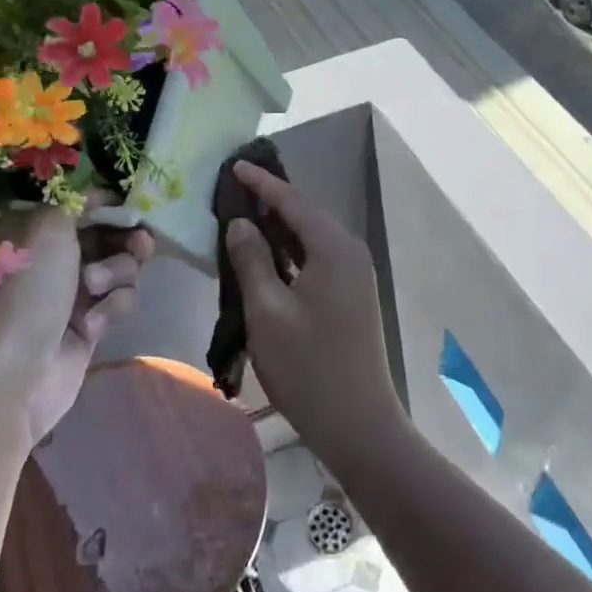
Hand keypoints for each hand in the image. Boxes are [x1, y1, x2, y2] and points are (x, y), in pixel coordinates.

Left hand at [0, 205, 152, 452]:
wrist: (9, 378)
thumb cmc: (23, 292)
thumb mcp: (46, 227)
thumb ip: (76, 202)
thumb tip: (97, 196)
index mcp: (33, 229)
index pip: (80, 204)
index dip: (108, 203)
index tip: (133, 205)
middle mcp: (52, 258)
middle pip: (107, 235)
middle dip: (125, 238)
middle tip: (141, 243)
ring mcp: (71, 294)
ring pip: (119, 268)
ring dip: (117, 273)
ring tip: (95, 288)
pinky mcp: (88, 327)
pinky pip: (118, 303)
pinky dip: (111, 309)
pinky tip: (92, 326)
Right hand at [224, 163, 404, 473]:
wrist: (358, 425)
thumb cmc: (308, 367)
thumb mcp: (267, 311)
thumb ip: (251, 260)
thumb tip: (241, 223)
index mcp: (334, 249)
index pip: (293, 202)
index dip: (261, 183)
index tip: (234, 166)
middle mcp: (350, 254)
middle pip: (305, 216)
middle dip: (270, 202)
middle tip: (232, 191)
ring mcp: (354, 277)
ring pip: (311, 239)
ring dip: (279, 229)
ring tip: (243, 217)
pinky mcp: (350, 297)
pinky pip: (316, 260)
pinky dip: (290, 253)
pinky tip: (266, 257)